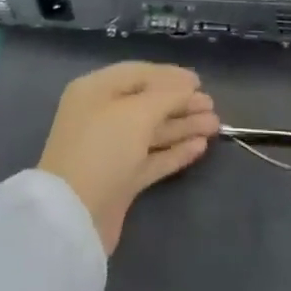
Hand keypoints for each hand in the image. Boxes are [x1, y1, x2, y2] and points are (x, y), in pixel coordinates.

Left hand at [38, 62, 219, 254]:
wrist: (75, 217)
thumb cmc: (103, 148)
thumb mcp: (137, 113)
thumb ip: (167, 96)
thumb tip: (189, 88)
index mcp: (95, 90)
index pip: (137, 73)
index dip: (169, 75)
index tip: (199, 81)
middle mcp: (101, 116)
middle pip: (147, 103)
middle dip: (180, 103)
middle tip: (212, 105)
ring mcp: (110, 150)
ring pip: (152, 132)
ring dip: (182, 126)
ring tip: (215, 125)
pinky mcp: (120, 181)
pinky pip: (152, 158)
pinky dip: (175, 151)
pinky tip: (199, 147)